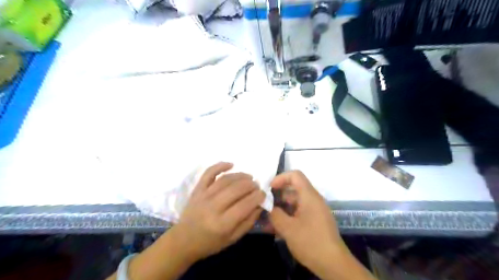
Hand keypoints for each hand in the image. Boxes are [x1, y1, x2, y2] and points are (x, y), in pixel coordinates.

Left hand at [173, 162, 263, 262]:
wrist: (184, 240)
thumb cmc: (210, 243)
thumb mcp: (233, 238)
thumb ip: (248, 222)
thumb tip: (260, 204)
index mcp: (223, 224)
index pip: (245, 204)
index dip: (258, 197)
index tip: (263, 194)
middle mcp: (213, 207)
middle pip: (237, 189)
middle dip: (251, 185)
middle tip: (257, 186)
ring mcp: (204, 196)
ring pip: (226, 180)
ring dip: (241, 176)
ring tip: (249, 177)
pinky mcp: (197, 189)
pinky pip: (209, 173)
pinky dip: (220, 166)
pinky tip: (231, 164)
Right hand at [270, 171, 347, 275]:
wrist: (334, 264)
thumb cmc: (311, 242)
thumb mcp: (288, 228)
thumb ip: (275, 214)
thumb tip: (269, 207)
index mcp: (309, 196)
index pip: (295, 175)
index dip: (281, 178)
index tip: (269, 189)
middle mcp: (313, 200)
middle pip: (293, 189)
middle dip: (277, 196)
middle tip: (264, 205)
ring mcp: (314, 211)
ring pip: (294, 203)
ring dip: (280, 209)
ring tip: (266, 220)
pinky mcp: (314, 221)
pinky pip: (298, 213)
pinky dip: (287, 217)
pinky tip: (275, 229)